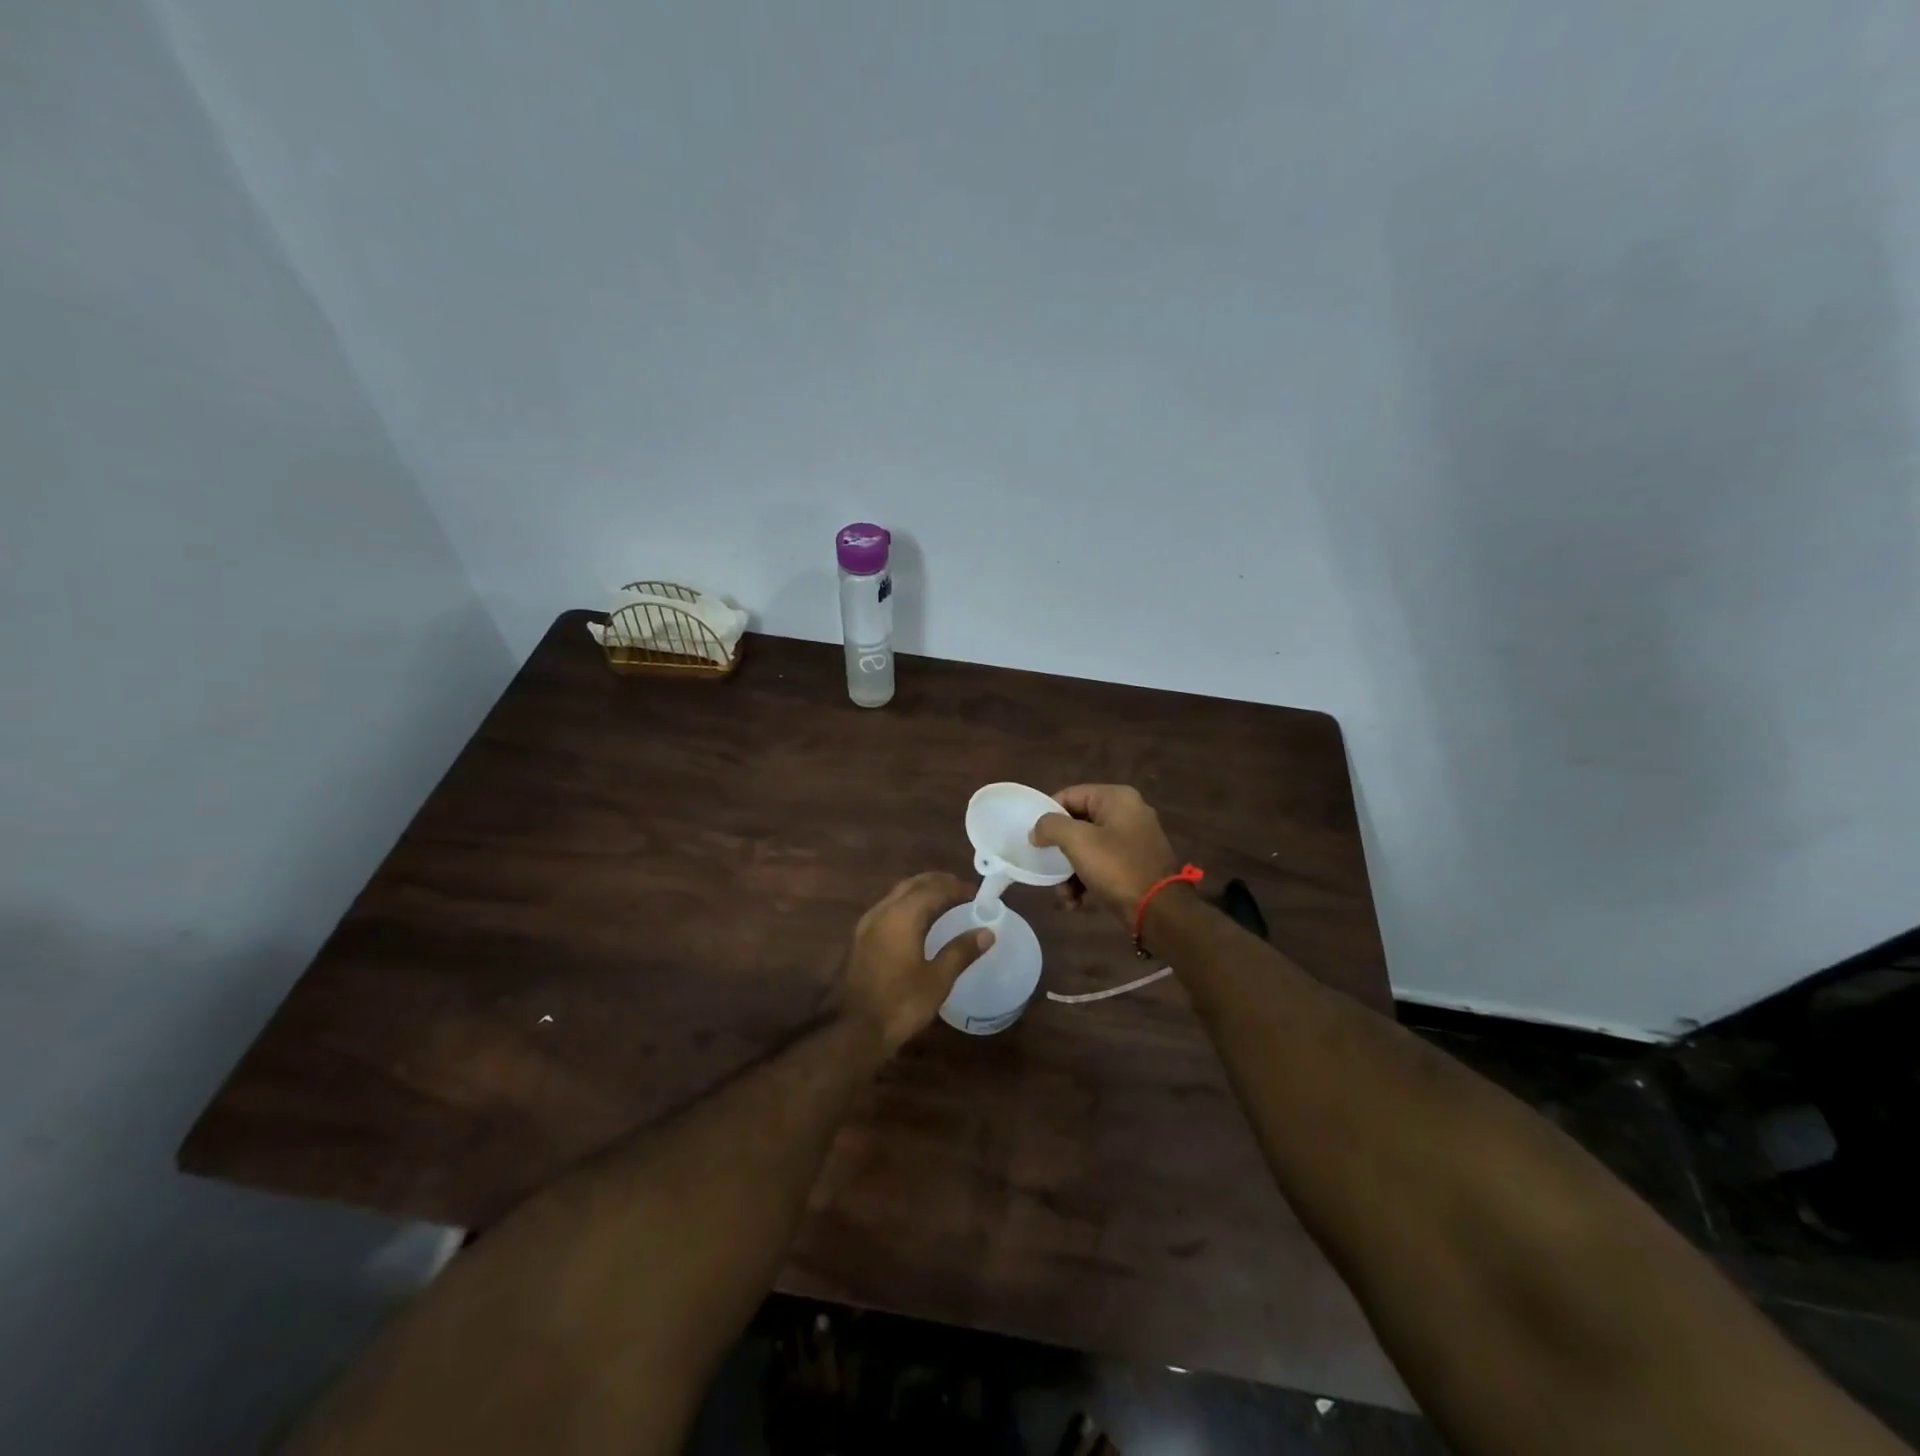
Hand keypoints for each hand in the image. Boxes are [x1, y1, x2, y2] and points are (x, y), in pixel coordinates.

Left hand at [834, 872, 993, 1054]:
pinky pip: (888, 909)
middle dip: (938, 883)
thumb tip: (987, 932)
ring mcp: (867, 924)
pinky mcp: (860, 939)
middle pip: (913, 884)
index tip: (977, 895)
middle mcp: (882, 911)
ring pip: (897, 895)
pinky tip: (918, 923)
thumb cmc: (899, 1004)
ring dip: (921, 892)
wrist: (851, 1030)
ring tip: (944, 903)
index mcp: (903, 915)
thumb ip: (961, 951)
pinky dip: (908, 906)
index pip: (934, 888)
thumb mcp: (937, 980)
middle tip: (962, 891)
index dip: (957, 888)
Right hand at [1029, 784, 1179, 925]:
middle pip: (1078, 823)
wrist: (1160, 911)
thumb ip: (1051, 826)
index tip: (1034, 838)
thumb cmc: (1117, 868)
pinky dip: (1086, 880)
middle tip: (1046, 867)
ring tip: (1063, 894)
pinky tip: (1076, 902)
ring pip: (1088, 847)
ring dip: (1070, 871)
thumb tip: (1037, 829)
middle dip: (1059, 850)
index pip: (1070, 795)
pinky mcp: (1135, 864)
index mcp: (1117, 798)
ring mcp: (1133, 839)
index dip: (1048, 815)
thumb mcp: (1078, 842)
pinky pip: (1102, 864)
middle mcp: (1128, 812)